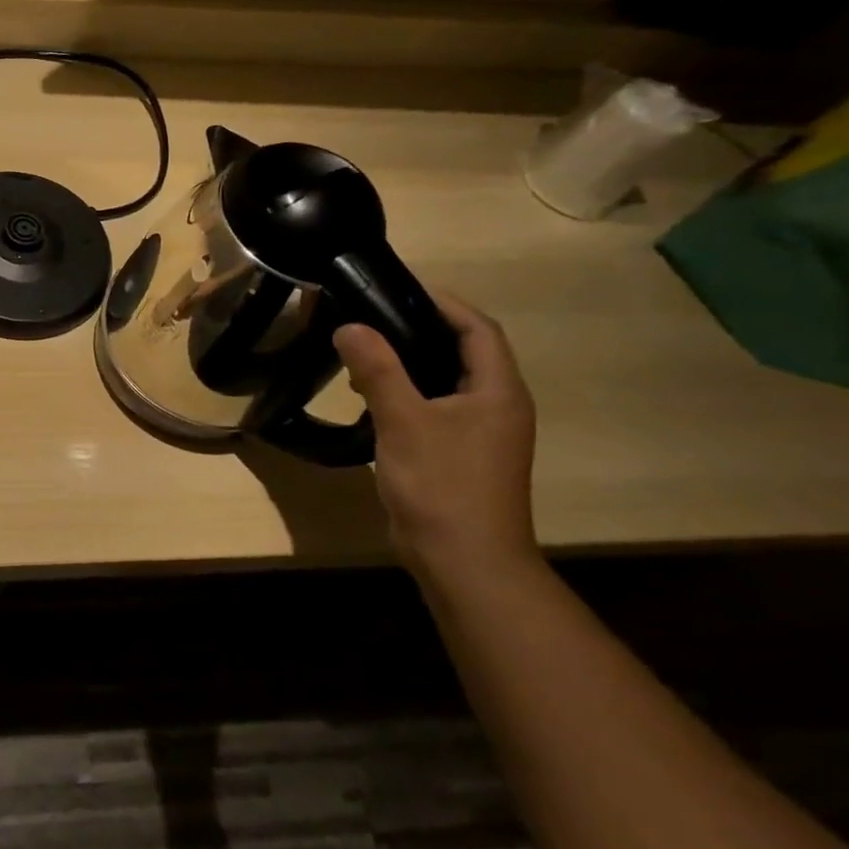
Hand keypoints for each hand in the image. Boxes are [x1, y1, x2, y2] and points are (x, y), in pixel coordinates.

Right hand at [333, 292, 537, 577]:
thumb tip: (349, 326)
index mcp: (498, 391)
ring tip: (362, 353)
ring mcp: (480, 433)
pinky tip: (371, 397)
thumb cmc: (442, 484)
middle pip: (463, 350)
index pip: (477, 328)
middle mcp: (497, 406)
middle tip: (369, 317)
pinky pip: (434, 406)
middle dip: (419, 329)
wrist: (464, 560)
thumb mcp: (404, 421)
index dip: (442, 303)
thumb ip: (378, 370)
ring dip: (409, 362)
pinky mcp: (459, 453)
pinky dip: (406, 392)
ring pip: (446, 380)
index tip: (395, 289)